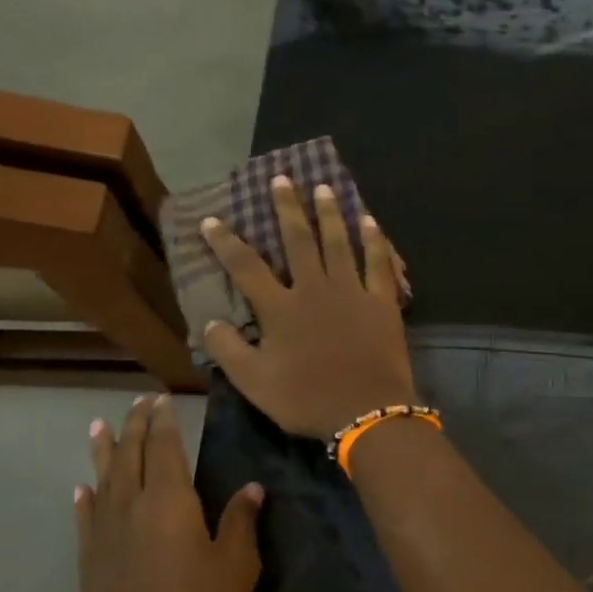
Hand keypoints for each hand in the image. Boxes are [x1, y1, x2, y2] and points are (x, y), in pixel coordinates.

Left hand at [75, 395, 262, 591]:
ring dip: (103, 450)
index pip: (164, 447)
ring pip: (103, 479)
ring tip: (99, 426)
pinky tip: (82, 489)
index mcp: (169, 501)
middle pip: (130, 455)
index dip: (163, 421)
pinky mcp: (88, 562)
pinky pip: (86, 517)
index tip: (162, 399)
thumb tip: (251, 488)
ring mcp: (104, 534)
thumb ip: (240, 522)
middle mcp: (131, 506)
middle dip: (134, 425)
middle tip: (137, 402)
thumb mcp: (235, 567)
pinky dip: (86, 498)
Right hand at [199, 175, 416, 438]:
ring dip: (329, 213)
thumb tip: (210, 321)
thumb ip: (229, 350)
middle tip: (281, 179)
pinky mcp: (382, 302)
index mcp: (281, 309)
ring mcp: (352, 292)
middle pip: (298, 240)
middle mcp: (315, 289)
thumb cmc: (307, 400)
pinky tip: (369, 221)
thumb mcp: (255, 383)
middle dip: (287, 208)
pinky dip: (374, 240)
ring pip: (338, 242)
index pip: (246, 267)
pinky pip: (378, 263)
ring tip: (323, 187)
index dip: (226, 242)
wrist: (367, 412)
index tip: (212, 219)